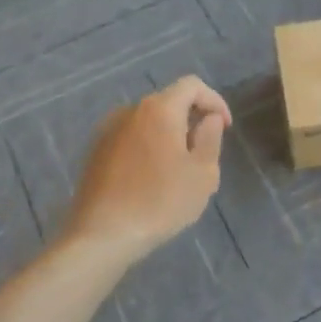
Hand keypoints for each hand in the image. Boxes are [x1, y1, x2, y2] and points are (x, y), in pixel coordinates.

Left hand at [65, 77, 230, 262]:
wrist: (102, 235)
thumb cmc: (160, 202)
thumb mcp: (202, 174)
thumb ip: (211, 138)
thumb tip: (210, 119)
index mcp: (159, 109)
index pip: (192, 86)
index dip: (214, 101)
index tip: (225, 127)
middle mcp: (130, 110)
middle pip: (169, 102)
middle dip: (191, 120)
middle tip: (205, 153)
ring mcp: (108, 129)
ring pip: (148, 121)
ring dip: (168, 135)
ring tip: (179, 169)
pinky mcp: (95, 151)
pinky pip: (130, 138)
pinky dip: (147, 147)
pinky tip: (151, 178)